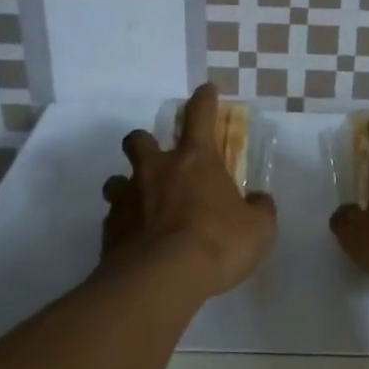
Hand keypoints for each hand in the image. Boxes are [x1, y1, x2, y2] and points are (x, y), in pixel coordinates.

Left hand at [101, 84, 276, 295]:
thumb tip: (259, 200)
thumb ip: (259, 209)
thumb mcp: (259, 229)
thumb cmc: (218, 243)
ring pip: (116, 179)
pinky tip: (135, 241)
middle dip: (145, 142)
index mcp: (196, 161)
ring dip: (127, 186)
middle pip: (139, 140)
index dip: (204, 100)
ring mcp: (127, 199)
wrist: (162, 278)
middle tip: (156, 157)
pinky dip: (124, 224)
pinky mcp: (109, 230)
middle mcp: (156, 171)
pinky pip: (113, 218)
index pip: (200, 116)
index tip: (206, 90)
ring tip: (140, 204)